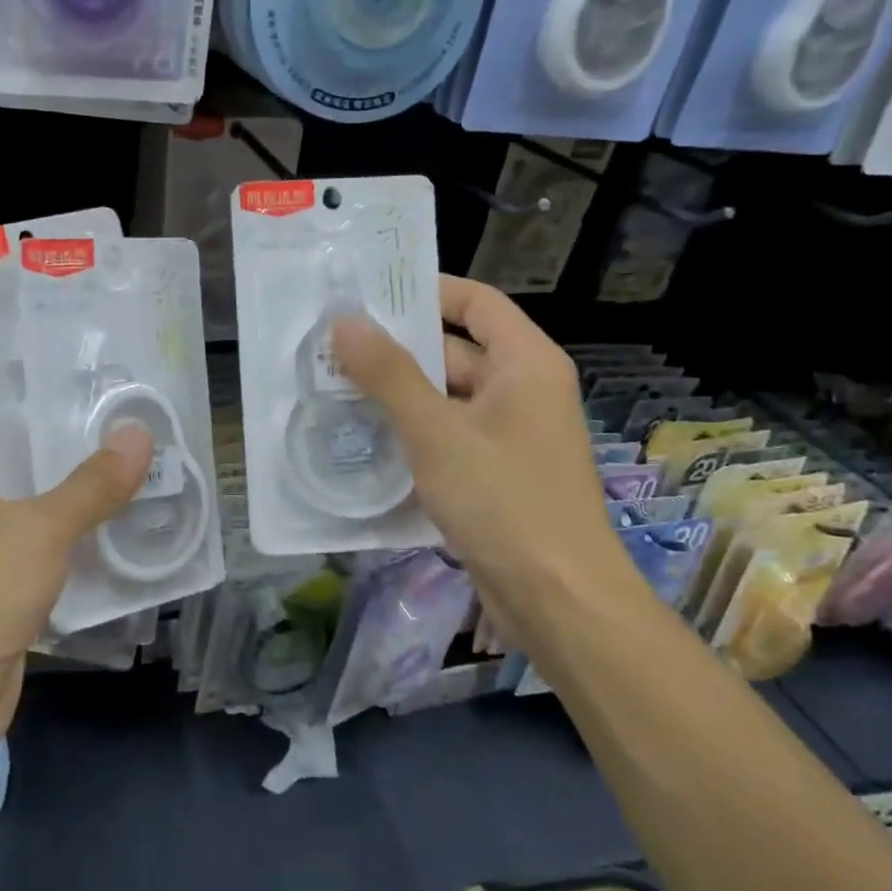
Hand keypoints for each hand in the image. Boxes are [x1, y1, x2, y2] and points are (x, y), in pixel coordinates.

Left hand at [0, 352, 153, 765]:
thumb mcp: (35, 533)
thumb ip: (90, 485)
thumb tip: (140, 436)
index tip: (49, 335)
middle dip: (45, 404)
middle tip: (104, 382)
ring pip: (18, 476)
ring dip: (61, 460)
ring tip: (119, 431)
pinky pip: (32, 524)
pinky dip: (66, 511)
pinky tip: (113, 500)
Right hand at [332, 276, 639, 641]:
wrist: (558, 600)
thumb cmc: (504, 501)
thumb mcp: (437, 431)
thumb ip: (389, 374)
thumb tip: (345, 321)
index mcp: (526, 364)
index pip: (477, 302)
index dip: (427, 290)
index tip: (369, 294)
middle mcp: (523, 391)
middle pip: (457, 350)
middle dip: (398, 348)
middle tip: (333, 344)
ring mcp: (510, 436)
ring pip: (447, 398)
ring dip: (398, 394)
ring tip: (335, 386)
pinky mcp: (496, 476)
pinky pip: (448, 437)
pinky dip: (412, 433)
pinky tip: (364, 437)